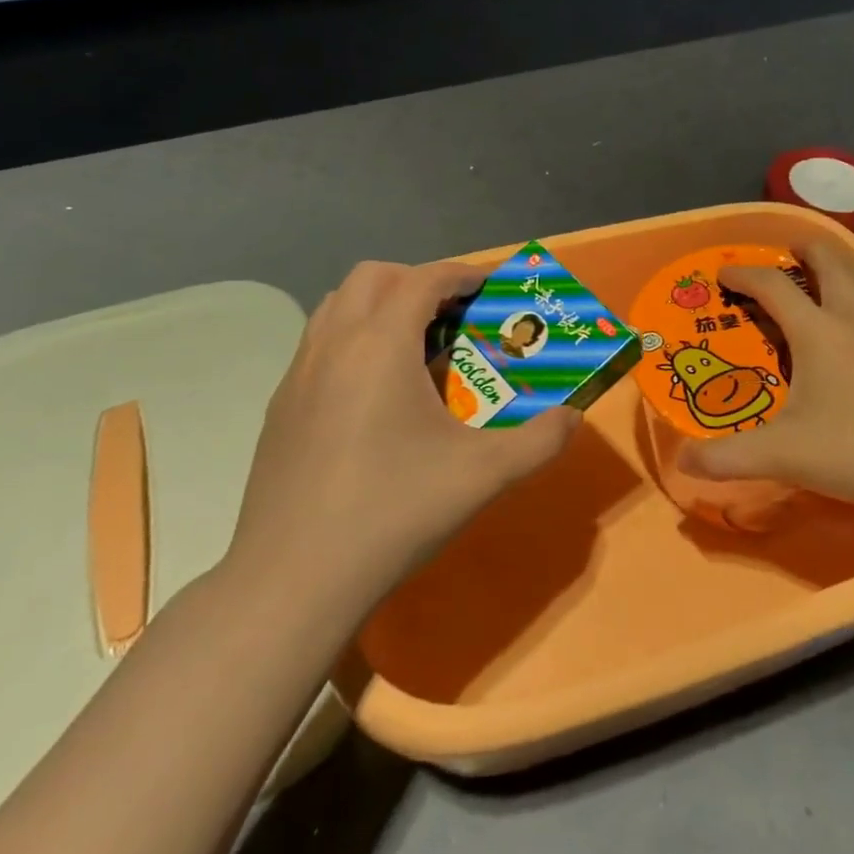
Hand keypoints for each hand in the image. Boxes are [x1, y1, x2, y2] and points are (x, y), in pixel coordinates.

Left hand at [216, 259, 579, 614]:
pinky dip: (352, 341)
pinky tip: (375, 396)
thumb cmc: (393, 512)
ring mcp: (298, 375)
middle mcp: (333, 344)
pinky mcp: (280, 407)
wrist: (293, 580)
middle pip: (373, 277)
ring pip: (337, 306)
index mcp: (380, 345)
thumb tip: (573, 418)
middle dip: (417, 281)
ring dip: (379, 306)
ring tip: (415, 348)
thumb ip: (539, 440)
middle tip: (453, 315)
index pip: (424, 279)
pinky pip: (319, 345)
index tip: (492, 285)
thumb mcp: (483, 476)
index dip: (463, 273)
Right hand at [677, 239, 853, 505]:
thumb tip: (679, 462)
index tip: (724, 274)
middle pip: (829, 264)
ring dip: (846, 259)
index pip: (772, 287)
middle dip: (805, 251)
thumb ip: (727, 459)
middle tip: (790, 250)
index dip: (744, 275)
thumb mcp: (783, 456)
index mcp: (816, 332)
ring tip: (835, 257)